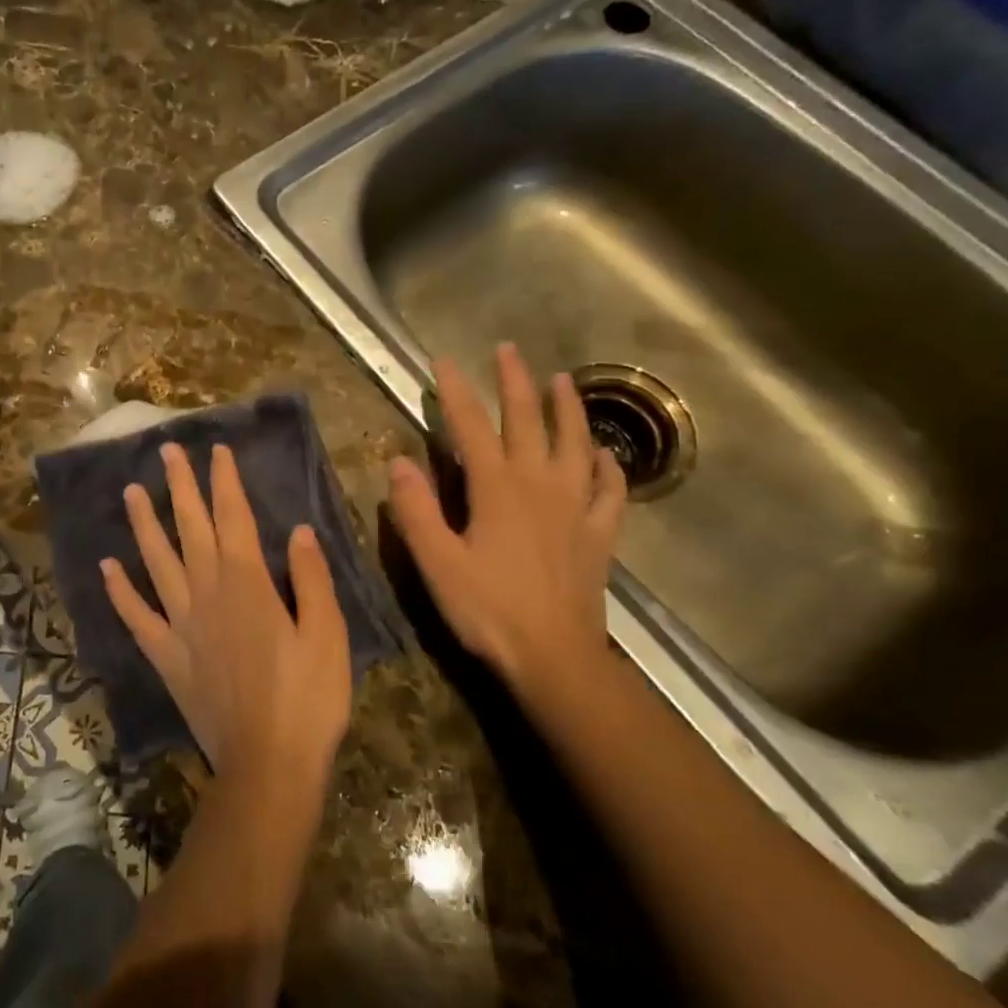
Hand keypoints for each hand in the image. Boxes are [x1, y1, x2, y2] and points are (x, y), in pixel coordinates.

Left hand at [101, 442, 352, 791]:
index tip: (216, 451)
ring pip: (157, 562)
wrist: (268, 764)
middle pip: (191, 529)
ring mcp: (181, 624)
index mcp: (249, 583)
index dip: (225, 482)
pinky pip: (137, 617)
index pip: (234, 518)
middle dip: (181, 487)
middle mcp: (208, 593)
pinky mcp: (167, 656)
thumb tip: (299, 530)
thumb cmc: (308, 698)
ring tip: (132, 491)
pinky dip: (119, 591)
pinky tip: (106, 566)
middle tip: (167, 450)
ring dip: (144, 524)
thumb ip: (311, 578)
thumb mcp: (328, 634)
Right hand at [387, 344, 626, 700]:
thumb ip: (415, 510)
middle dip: (514, 382)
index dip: (454, 391)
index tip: (442, 360)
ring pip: (575, 444)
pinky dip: (608, 468)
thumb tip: (398, 462)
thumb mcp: (436, 562)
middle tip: (507, 350)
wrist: (554, 657)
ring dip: (568, 410)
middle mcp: (539, 484)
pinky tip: (605, 456)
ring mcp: (575, 507)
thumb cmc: (488, 609)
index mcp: (496, 488)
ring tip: (563, 381)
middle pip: (528, 421)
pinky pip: (609, 491)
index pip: (470, 426)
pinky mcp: (598, 534)